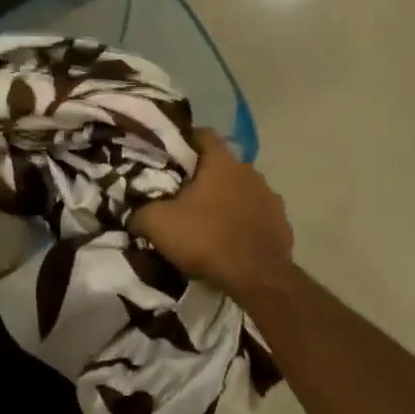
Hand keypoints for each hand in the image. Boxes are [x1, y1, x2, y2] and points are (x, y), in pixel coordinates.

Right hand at [131, 129, 294, 299]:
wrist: (258, 279)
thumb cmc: (206, 239)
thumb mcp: (158, 225)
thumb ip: (140, 212)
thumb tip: (132, 213)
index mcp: (221, 162)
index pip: (203, 134)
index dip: (185, 142)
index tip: (170, 157)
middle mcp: (249, 170)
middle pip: (222, 164)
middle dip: (205, 175)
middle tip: (183, 193)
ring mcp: (269, 195)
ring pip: (242, 188)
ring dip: (227, 198)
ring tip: (209, 219)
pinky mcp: (282, 222)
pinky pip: (257, 213)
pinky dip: (245, 220)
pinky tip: (232, 238)